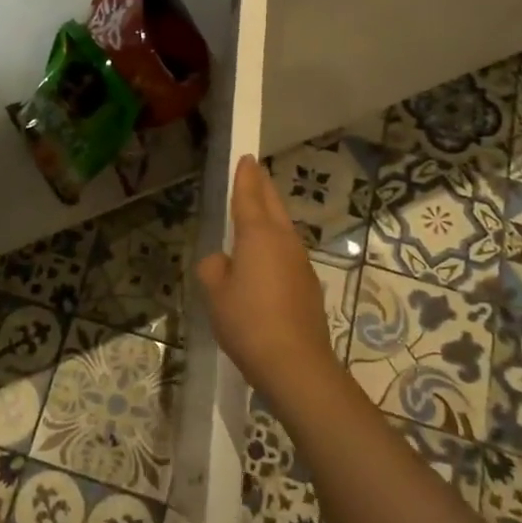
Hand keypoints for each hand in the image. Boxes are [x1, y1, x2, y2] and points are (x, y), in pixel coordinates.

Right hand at [195, 156, 343, 401]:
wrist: (296, 364)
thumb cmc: (248, 322)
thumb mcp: (215, 294)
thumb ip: (213, 268)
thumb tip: (222, 262)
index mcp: (258, 235)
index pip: (250, 195)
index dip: (245, 176)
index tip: (246, 158)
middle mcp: (283, 240)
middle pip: (273, 204)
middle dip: (263, 186)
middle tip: (254, 171)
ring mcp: (300, 262)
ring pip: (284, 227)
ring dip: (271, 215)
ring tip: (257, 211)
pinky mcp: (308, 285)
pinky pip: (287, 252)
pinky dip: (275, 244)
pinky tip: (265, 260)